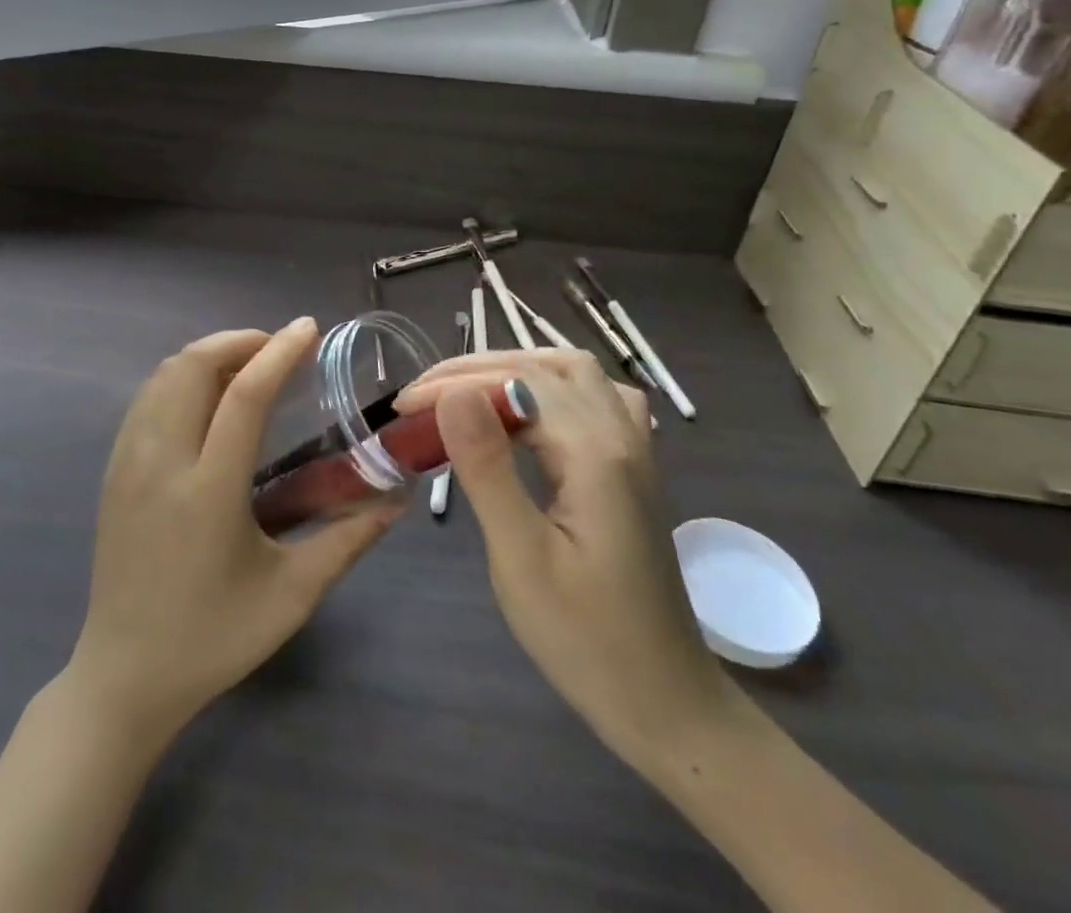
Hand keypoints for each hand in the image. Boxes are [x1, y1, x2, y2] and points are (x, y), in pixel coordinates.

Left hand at [69, 320, 402, 741]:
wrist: (123, 678)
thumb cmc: (213, 639)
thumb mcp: (292, 595)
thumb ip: (348, 541)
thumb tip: (396, 501)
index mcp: (208, 492)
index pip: (243, 396)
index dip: (279, 353)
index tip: (308, 328)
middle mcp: (161, 464)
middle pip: (192, 367)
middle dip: (239, 341)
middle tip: (280, 349)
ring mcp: (129, 465)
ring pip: (163, 376)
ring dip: (208, 355)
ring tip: (249, 366)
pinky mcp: (114, 472)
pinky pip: (146, 399)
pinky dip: (180, 377)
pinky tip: (208, 398)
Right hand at [394, 349, 731, 762]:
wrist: (667, 704)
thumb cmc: (585, 640)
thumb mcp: (521, 557)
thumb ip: (487, 467)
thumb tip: (453, 392)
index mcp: (596, 453)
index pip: (518, 383)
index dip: (455, 383)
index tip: (404, 405)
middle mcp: (621, 435)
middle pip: (548, 366)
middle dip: (480, 368)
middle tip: (427, 394)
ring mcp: (635, 450)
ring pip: (578, 374)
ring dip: (519, 369)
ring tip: (469, 392)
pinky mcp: (634, 469)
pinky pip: (597, 399)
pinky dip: (554, 387)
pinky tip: (532, 413)